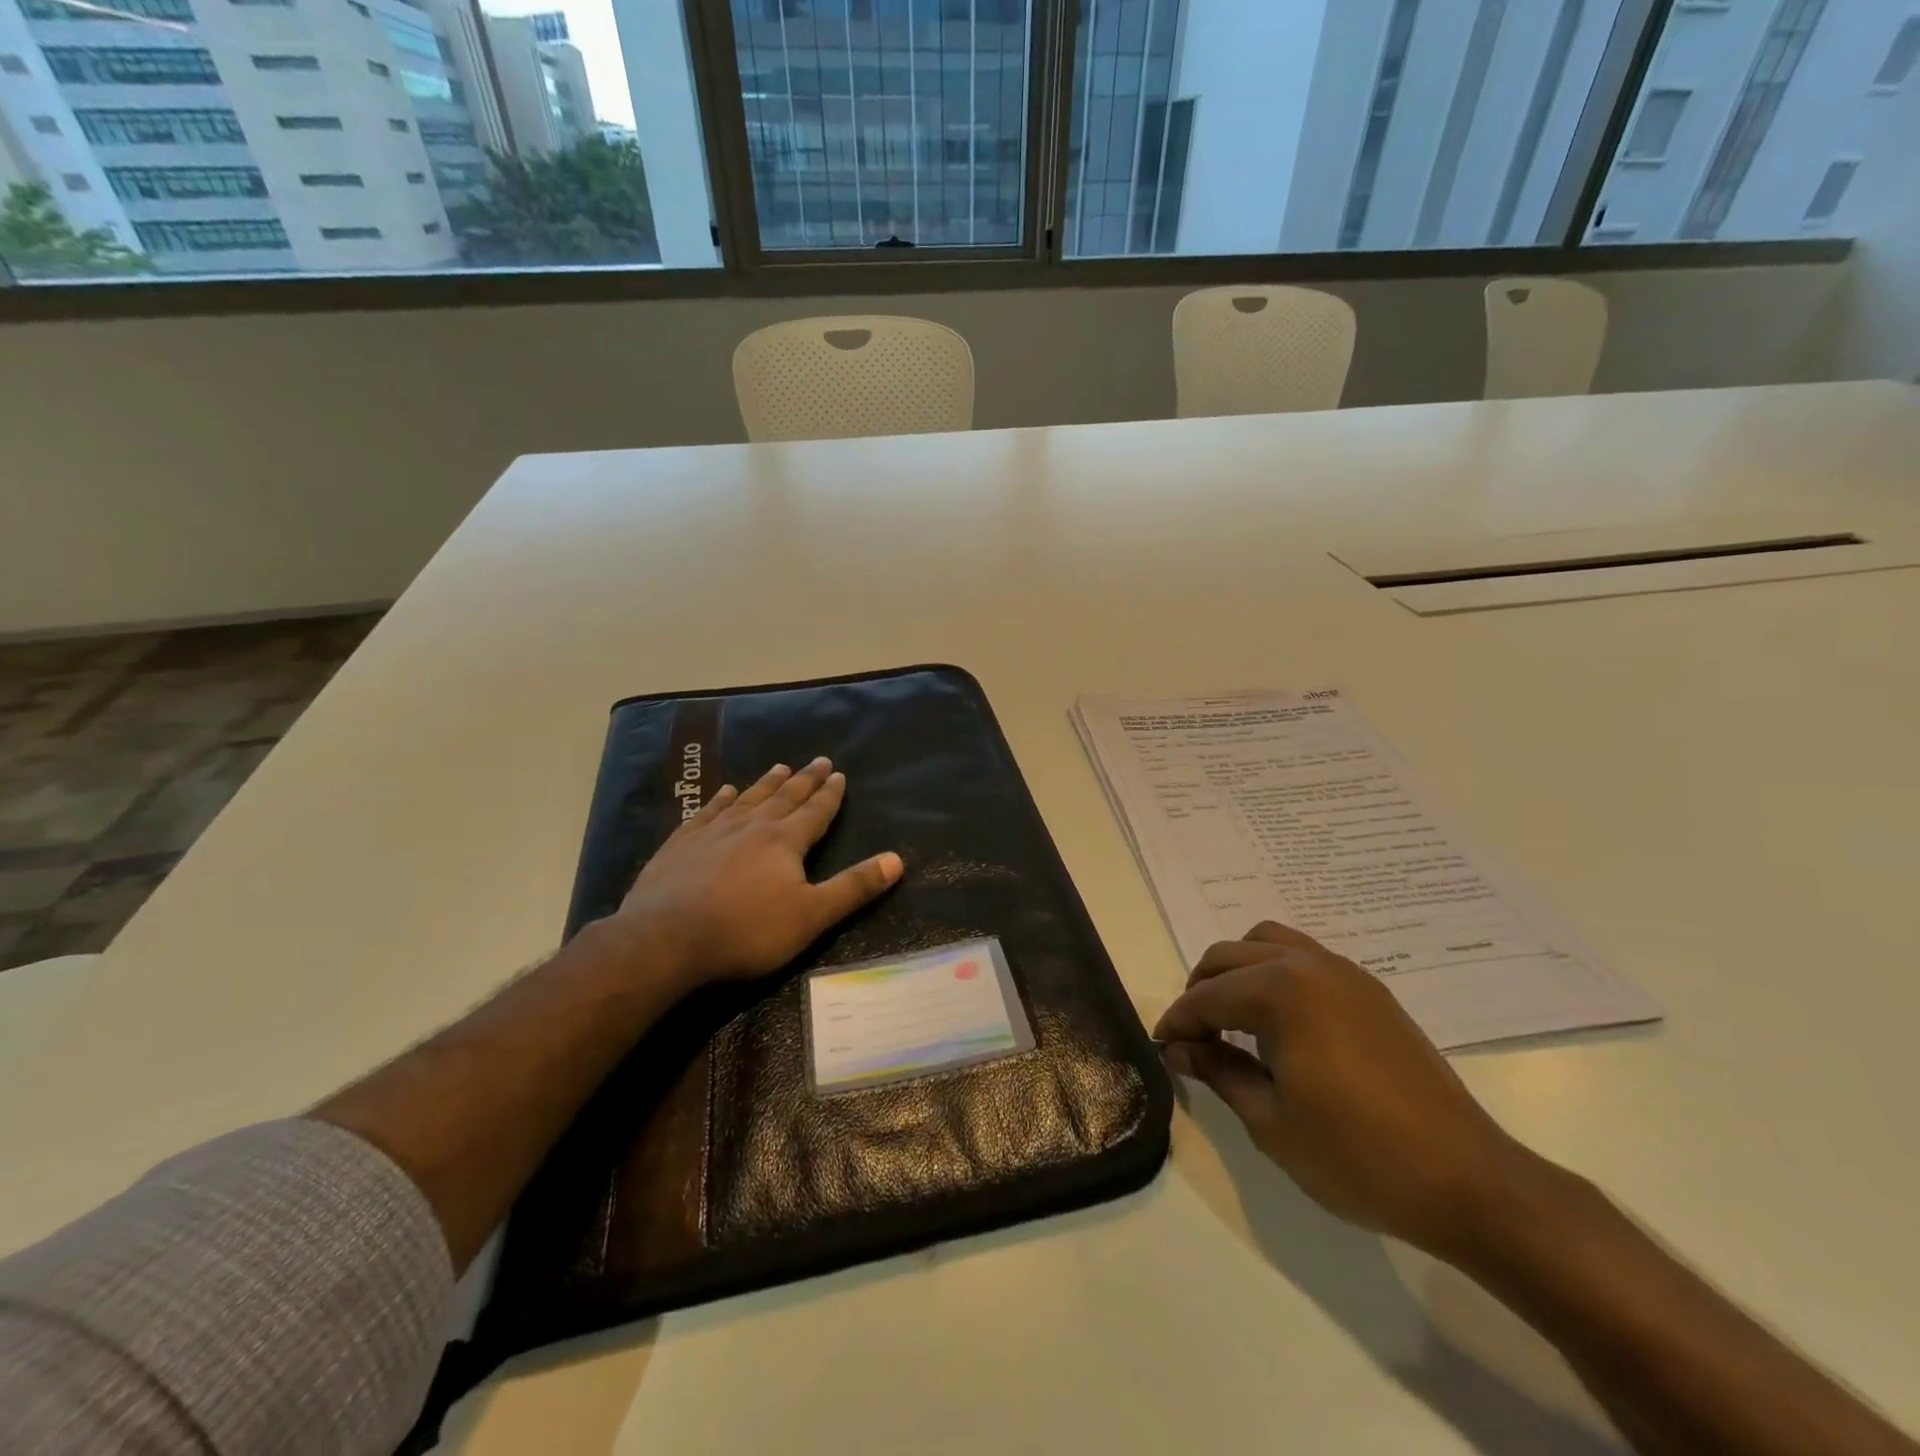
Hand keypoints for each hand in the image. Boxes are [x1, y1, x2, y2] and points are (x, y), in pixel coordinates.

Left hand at [608, 758, 902, 992]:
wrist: (666, 939)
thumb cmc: (746, 931)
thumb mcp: (812, 916)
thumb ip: (854, 887)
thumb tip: (897, 860)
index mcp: (785, 842)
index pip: (815, 811)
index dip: (830, 794)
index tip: (840, 773)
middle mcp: (751, 827)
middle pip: (784, 798)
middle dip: (804, 780)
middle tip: (818, 760)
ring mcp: (712, 832)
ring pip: (747, 799)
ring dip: (766, 784)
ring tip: (779, 767)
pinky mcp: (680, 844)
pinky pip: (706, 812)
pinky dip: (719, 800)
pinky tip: (724, 792)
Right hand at [1154, 921, 1529, 1259]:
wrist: (1467, 1181)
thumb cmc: (1357, 1156)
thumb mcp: (1270, 1121)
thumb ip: (1218, 1072)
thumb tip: (1179, 1049)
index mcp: (1280, 991)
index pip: (1207, 997)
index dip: (1177, 1023)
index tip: (1162, 1049)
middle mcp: (1308, 964)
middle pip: (1230, 956)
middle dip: (1201, 991)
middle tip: (1194, 1038)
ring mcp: (1345, 972)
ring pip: (1267, 943)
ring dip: (1238, 972)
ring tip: (1234, 1020)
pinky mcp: (1370, 990)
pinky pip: (1305, 958)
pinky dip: (1276, 974)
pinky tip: (1281, 1022)